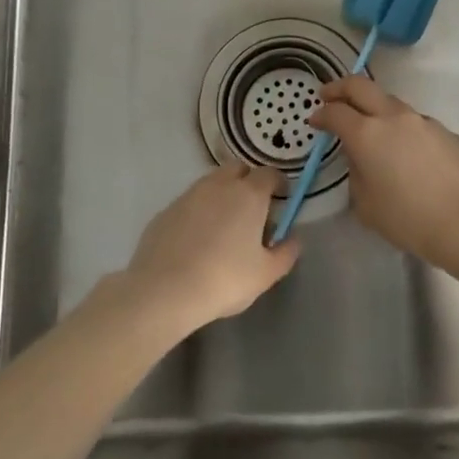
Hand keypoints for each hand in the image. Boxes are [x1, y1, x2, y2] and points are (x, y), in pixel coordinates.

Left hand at [121, 163, 298, 332]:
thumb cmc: (224, 279)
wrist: (164, 290)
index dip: (278, 183)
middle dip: (249, 180)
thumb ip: (286, 253)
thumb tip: (294, 239)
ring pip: (212, 183)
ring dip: (223, 194)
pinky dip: (199, 211)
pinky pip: (190, 202)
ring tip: (224, 225)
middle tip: (253, 208)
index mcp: (248, 194)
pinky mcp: (166, 210)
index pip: (269, 173)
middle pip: (238, 169)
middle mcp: (219, 185)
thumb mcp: (266, 274)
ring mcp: (189, 195)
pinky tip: (197, 238)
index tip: (282, 198)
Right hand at [310, 76, 458, 262]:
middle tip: (329, 95)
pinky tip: (408, 155)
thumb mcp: (366, 206)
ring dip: (375, 108)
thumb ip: (356, 175)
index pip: (336, 112)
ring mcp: (424, 121)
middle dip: (340, 87)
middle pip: (361, 86)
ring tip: (372, 130)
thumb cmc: (409, 219)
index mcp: (367, 133)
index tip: (315, 120)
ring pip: (391, 103)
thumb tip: (360, 160)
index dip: (321, 114)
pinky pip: (416, 123)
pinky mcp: (447, 132)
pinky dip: (403, 129)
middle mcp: (394, 117)